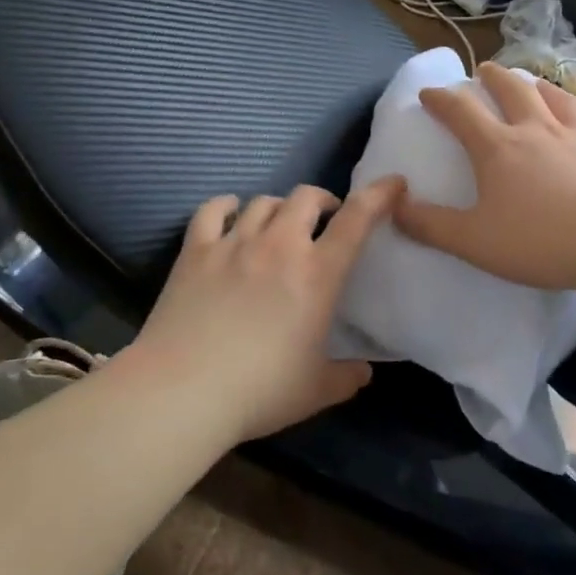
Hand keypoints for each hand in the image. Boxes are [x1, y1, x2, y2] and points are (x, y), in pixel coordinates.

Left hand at [124, 178, 404, 442]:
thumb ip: (347, 377)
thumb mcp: (315, 391)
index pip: (356, 220)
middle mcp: (278, 246)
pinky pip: (213, 210)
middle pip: (306, 197)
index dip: (379, 195)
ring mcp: (233, 243)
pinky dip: (227, 206)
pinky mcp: (195, 250)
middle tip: (325, 220)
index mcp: (317, 274)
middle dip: (322, 201)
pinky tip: (231, 214)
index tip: (393, 183)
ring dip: (279, 208)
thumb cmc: (259, 391)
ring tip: (279, 225)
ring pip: (263, 201)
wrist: (182, 391)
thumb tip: (364, 372)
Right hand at [394, 61, 575, 294]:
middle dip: (495, 77)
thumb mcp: (472, 240)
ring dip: (545, 89)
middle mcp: (538, 133)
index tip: (428, 93)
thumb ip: (429, 225)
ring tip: (538, 85)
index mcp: (499, 148)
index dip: (441, 99)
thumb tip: (394, 204)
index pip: (462, 112)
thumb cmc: (539, 239)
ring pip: (562, 103)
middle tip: (484, 70)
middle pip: (514, 91)